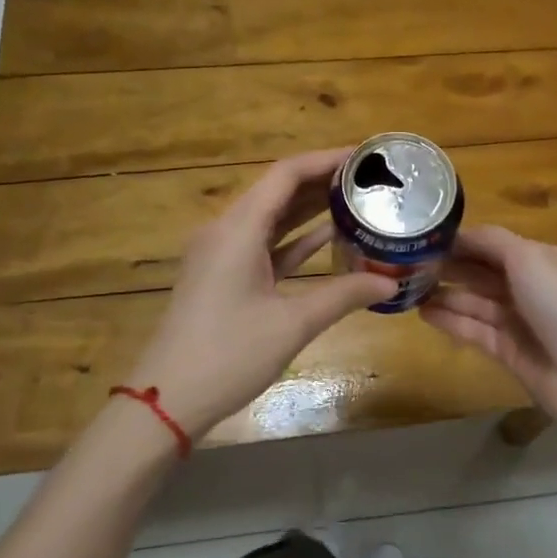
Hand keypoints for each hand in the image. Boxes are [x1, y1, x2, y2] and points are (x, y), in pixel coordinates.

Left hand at [128, 148, 395, 438]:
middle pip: (278, 190)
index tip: (364, 156)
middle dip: (323, 181)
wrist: (166, 401)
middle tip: (369, 180)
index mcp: (237, 229)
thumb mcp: (292, 324)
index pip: (286, 174)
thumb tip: (390, 283)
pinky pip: (264, 244)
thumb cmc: (227, 355)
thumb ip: (342, 295)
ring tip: (357, 201)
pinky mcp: (223, 276)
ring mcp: (222, 254)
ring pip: (272, 217)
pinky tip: (330, 236)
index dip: (326, 160)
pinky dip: (295, 238)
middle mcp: (226, 230)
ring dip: (310, 208)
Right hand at [421, 225, 556, 431]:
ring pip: (472, 300)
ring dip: (443, 293)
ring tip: (407, 289)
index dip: (459, 241)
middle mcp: (525, 285)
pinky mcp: (505, 349)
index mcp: (536, 258)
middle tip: (407, 264)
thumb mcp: (528, 258)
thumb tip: (459, 233)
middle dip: (447, 266)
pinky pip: (471, 329)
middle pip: (479, 271)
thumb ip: (491, 242)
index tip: (423, 238)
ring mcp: (515, 319)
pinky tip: (422, 313)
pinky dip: (449, 320)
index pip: (490, 243)